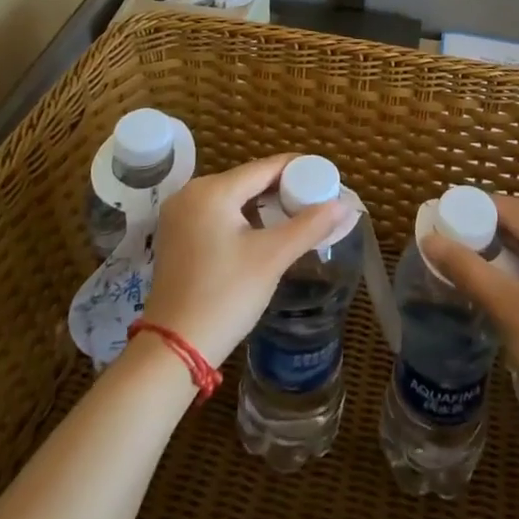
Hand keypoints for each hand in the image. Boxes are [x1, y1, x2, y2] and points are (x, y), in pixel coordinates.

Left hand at [141, 153, 351, 367]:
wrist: (173, 351)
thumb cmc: (225, 297)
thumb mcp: (272, 258)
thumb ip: (310, 225)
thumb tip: (345, 204)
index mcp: (212, 190)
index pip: (266, 167)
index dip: (299, 170)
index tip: (327, 178)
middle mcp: (191, 192)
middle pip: (249, 180)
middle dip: (283, 189)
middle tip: (315, 201)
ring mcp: (179, 214)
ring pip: (233, 197)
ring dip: (263, 205)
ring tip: (296, 216)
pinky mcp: (175, 235)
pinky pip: (217, 213)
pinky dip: (242, 217)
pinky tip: (263, 232)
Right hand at [424, 195, 518, 431]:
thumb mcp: (507, 310)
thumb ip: (468, 270)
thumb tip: (430, 239)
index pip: (518, 210)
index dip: (481, 209)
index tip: (450, 214)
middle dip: (496, 227)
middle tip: (459, 237)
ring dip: (513, 247)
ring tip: (479, 258)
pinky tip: (511, 281)